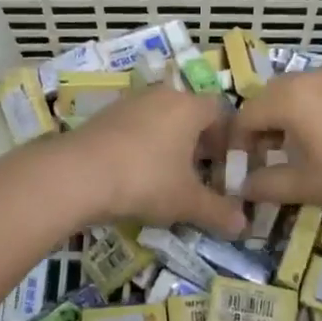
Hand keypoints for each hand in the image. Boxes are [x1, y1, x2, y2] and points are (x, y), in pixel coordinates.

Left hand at [57, 86, 245, 237]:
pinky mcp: (104, 116)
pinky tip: (136, 173)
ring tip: (169, 177)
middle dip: (199, 143)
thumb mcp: (187, 201)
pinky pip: (135, 127)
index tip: (228, 167)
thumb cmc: (145, 180)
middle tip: (202, 175)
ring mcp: (129, 103)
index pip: (221, 112)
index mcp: (189, 107)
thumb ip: (218, 211)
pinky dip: (143, 146)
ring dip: (169, 144)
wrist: (77, 174)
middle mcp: (161, 95)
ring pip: (160, 119)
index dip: (229, 139)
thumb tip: (244, 225)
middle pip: (190, 114)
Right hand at [231, 69, 321, 214]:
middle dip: (262, 130)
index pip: (245, 116)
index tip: (245, 170)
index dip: (238, 145)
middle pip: (269, 99)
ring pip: (298, 94)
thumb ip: (267, 185)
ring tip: (303, 152)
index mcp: (289, 98)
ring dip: (289, 120)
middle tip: (271, 160)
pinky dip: (316, 111)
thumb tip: (243, 186)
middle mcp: (309, 77)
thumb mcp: (309, 186)